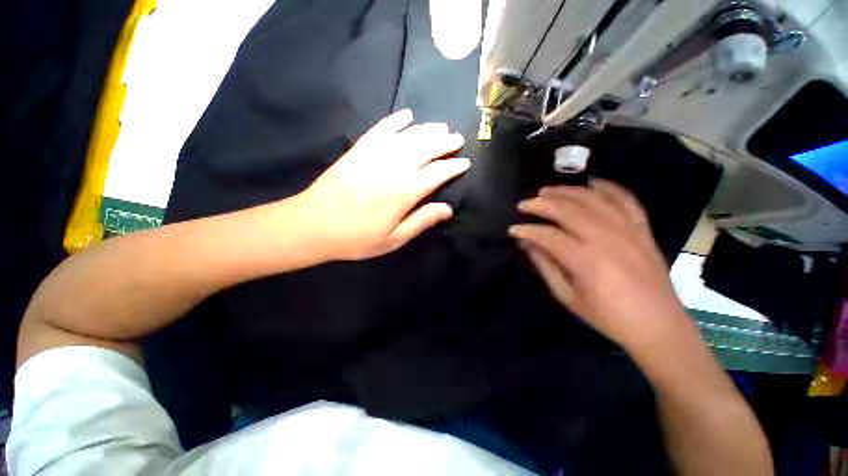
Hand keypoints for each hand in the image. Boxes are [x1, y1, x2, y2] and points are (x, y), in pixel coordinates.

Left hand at [296, 109, 468, 259]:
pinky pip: (380, 130)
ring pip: (407, 137)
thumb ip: (421, 221)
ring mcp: (374, 156)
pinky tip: (407, 115)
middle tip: (457, 139)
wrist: (313, 225)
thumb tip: (447, 209)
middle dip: (444, 143)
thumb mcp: (393, 239)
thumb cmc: (356, 238)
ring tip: (441, 127)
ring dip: (427, 130)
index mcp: (403, 193)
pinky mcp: (358, 150)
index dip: (452, 167)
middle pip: (425, 149)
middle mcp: (393, 169)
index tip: (465, 163)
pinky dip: (395, 121)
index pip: (436, 174)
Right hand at [509, 180, 688, 349]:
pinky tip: (590, 184)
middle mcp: (606, 238)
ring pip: (592, 199)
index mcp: (585, 260)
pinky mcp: (642, 228)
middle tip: (524, 205)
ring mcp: (627, 229)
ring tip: (547, 190)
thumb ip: (545, 266)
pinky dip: (606, 187)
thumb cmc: (607, 315)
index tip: (513, 230)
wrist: (658, 323)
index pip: (548, 236)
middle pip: (567, 210)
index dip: (527, 231)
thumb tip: (526, 244)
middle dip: (541, 204)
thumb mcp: (567, 296)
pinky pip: (625, 199)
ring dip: (566, 191)